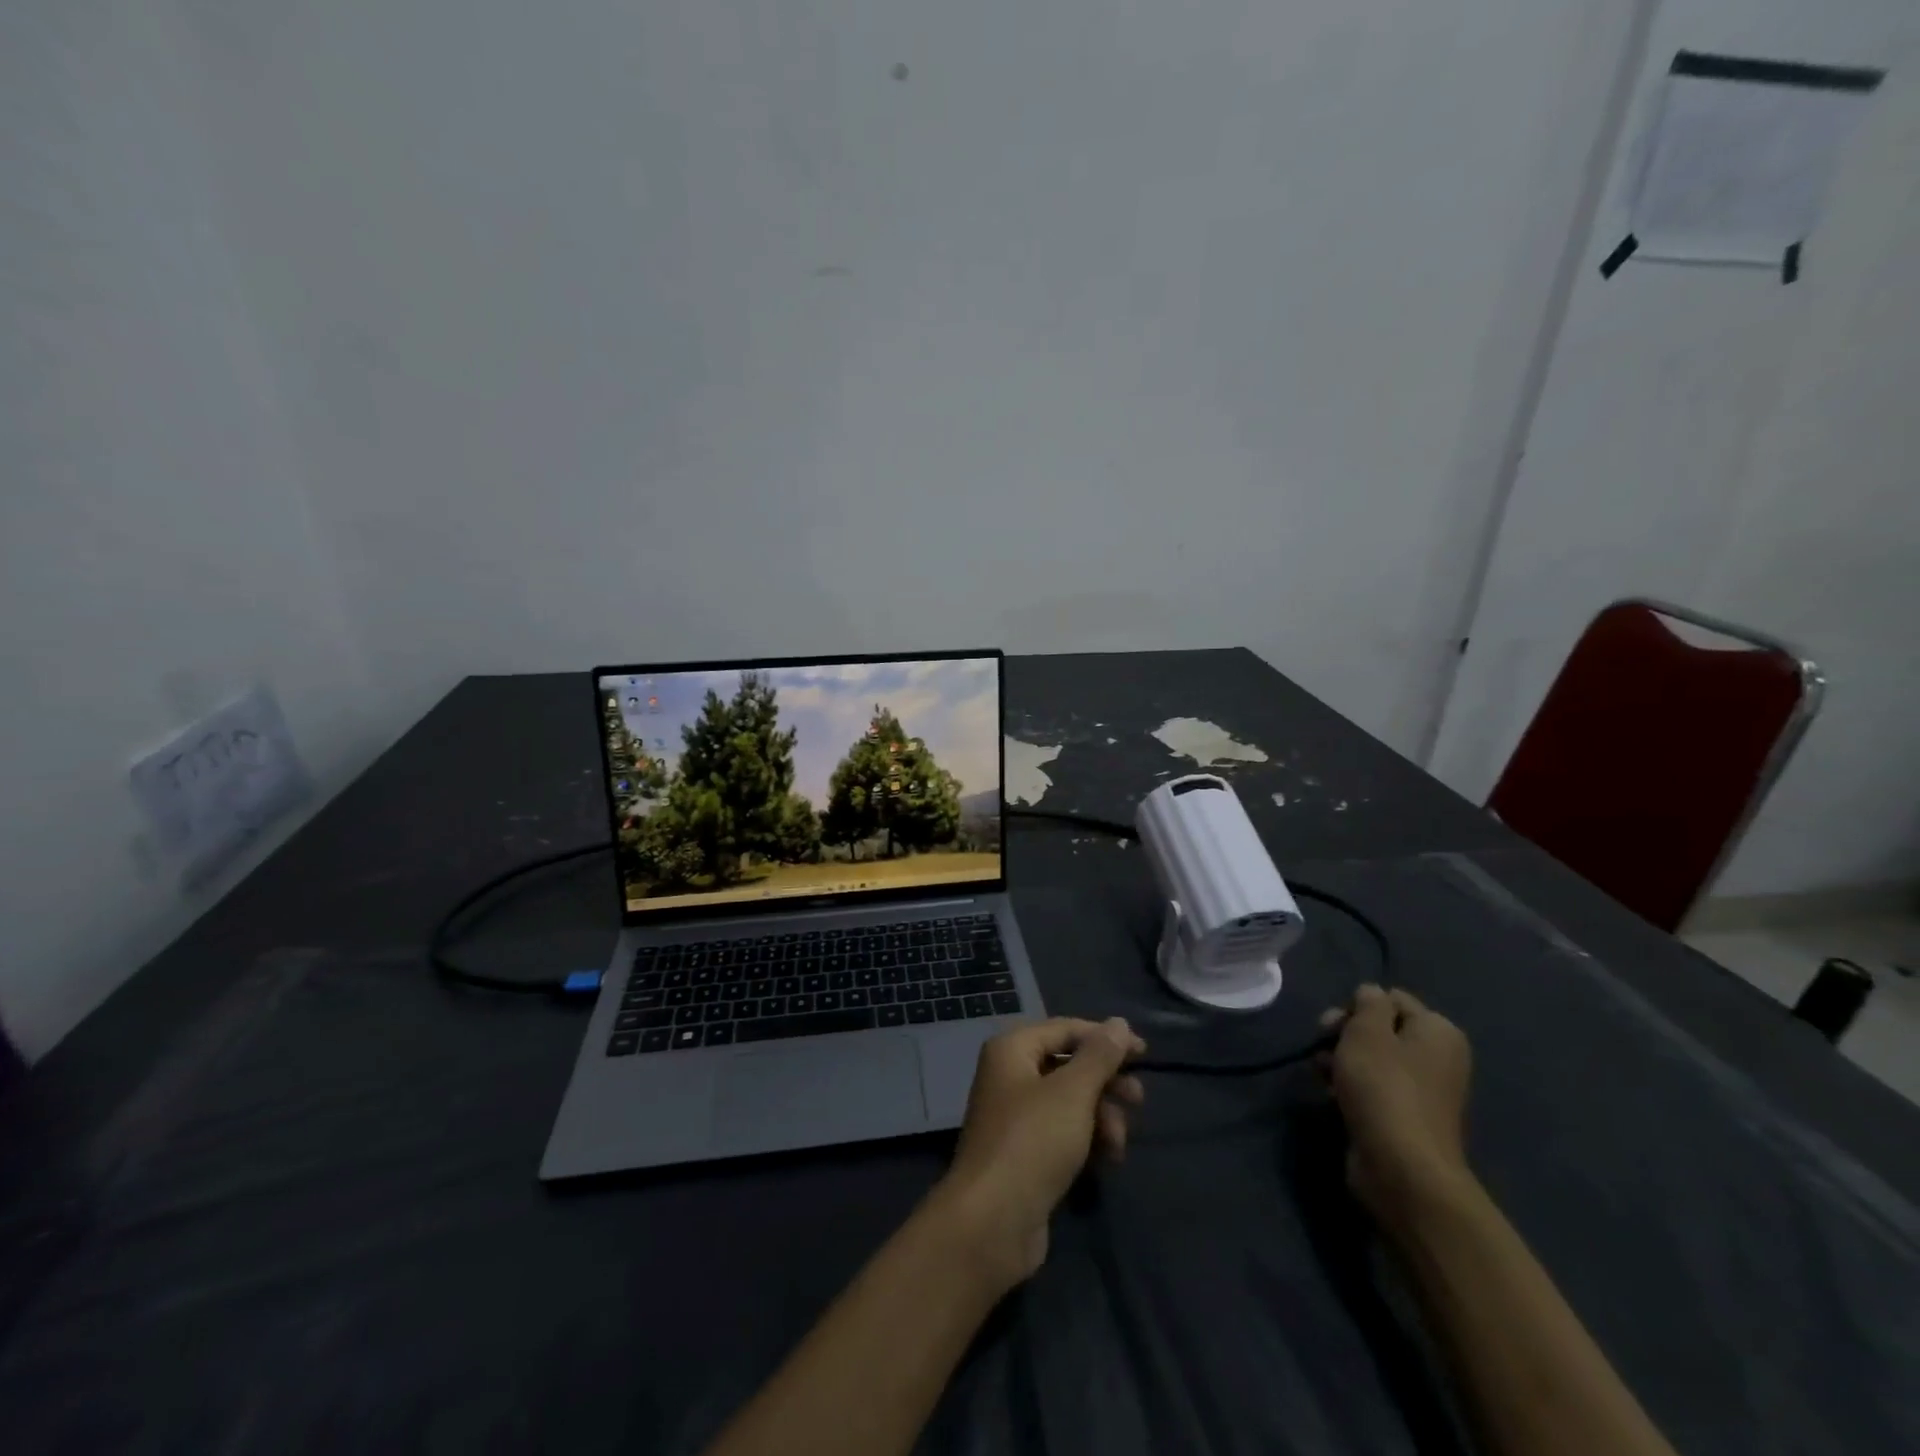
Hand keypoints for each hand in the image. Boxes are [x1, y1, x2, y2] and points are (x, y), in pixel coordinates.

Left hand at [932, 1017, 1144, 1289]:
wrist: (991, 1223)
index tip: (1144, 1054)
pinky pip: (1062, 1134)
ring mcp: (1015, 1118)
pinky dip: (1087, 1141)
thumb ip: (1099, 1056)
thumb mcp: (1073, 1092)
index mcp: (1012, 1050)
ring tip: (1118, 1143)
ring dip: (1101, 1117)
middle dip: (1105, 1083)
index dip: (1105, 1038)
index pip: (1065, 1030)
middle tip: (1138, 1100)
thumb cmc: (1033, 1142)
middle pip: (1068, 1066)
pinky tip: (1107, 1161)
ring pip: (1070, 1103)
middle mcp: (1010, 1076)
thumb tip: (1119, 1022)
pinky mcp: (1024, 1155)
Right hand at [1321, 985, 1473, 1234]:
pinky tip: (1329, 1094)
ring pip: (1371, 1058)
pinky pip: (1372, 1088)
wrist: (1401, 1168)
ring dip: (1341, 1060)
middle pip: (1380, 1028)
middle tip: (1323, 1045)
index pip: (1390, 998)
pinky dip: (1350, 1086)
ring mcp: (1422, 1090)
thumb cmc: (1384, 1087)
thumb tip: (1371, 994)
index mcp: (1439, 1031)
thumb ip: (1368, 1002)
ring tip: (1322, 1074)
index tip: (1335, 1025)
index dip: (1357, 1007)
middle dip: (1345, 1033)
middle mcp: (1437, 1057)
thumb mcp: (1368, 1030)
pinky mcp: (1404, 1117)